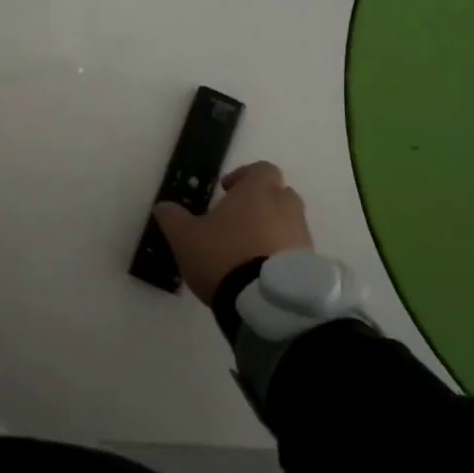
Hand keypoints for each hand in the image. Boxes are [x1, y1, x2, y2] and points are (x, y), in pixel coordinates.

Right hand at [152, 160, 313, 304]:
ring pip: (289, 223)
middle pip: (279, 194)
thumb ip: (173, 218)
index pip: (261, 169)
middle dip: (261, 203)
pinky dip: (282, 255)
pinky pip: (296, 251)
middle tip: (237, 220)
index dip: (244, 176)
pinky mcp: (310, 265)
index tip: (226, 190)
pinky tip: (262, 272)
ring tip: (248, 251)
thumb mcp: (185, 237)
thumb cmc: (223, 256)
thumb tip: (162, 206)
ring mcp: (302, 236)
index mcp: (258, 191)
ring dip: (272, 230)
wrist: (266, 303)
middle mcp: (286, 207)